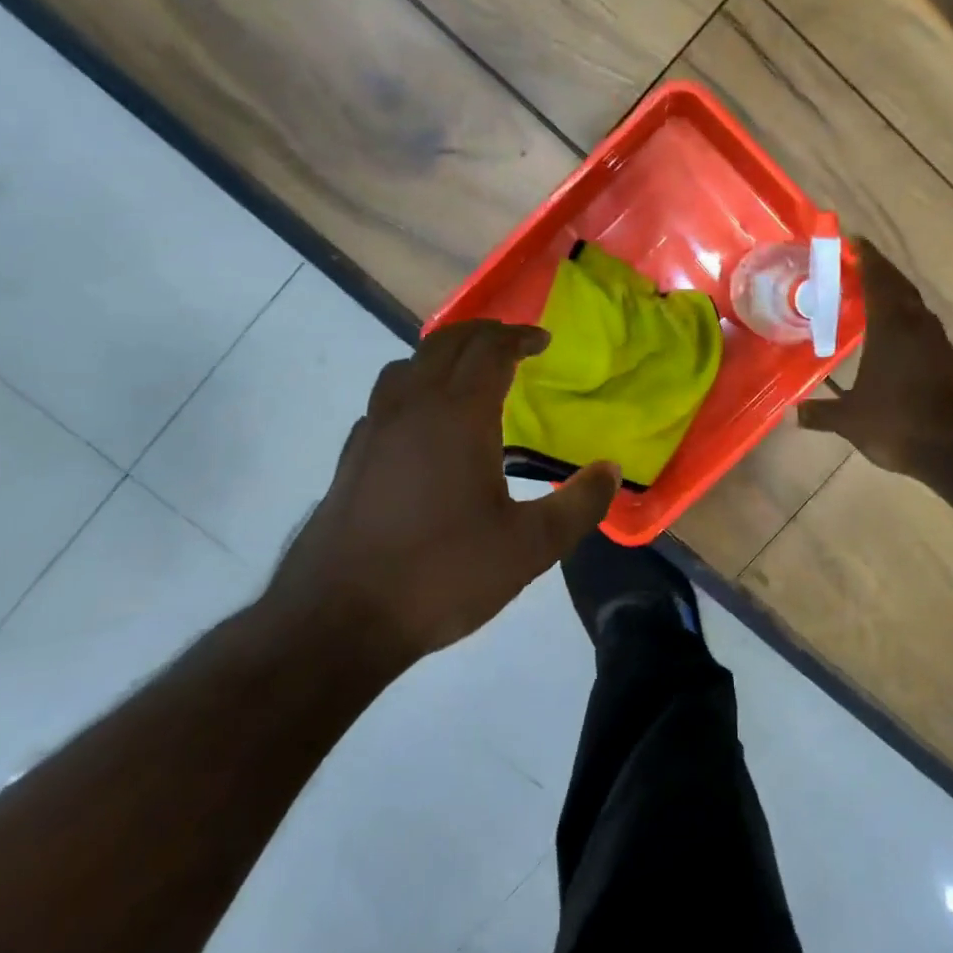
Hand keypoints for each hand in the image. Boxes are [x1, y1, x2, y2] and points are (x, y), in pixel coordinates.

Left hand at [266, 321, 619, 663]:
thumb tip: (611, 470)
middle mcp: (411, 408)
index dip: (518, 337)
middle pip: (445, 344)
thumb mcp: (530, 547)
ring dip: (442, 356)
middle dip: (482, 334)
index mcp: (458, 416)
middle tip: (512, 342)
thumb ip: (579, 504)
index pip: (489, 351)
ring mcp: (374, 431)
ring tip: (467, 374)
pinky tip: (423, 426)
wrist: (340, 618)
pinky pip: (385, 401)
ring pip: (406, 366)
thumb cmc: (443, 574)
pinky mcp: (352, 458)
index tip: (543, 340)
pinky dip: (412, 390)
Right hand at [798, 238, 952, 475]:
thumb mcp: (850, 420)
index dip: (866, 259)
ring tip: (871, 291)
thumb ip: (820, 413)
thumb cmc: (898, 423)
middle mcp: (916, 325)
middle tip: (856, 264)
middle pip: (899, 285)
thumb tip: (791, 414)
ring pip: (913, 303)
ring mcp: (935, 341)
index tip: (853, 242)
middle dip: (879, 271)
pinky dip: (904, 315)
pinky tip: (891, 328)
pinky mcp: (946, 357)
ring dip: (894, 291)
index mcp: (891, 327)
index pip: (878, 280)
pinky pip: (921, 323)